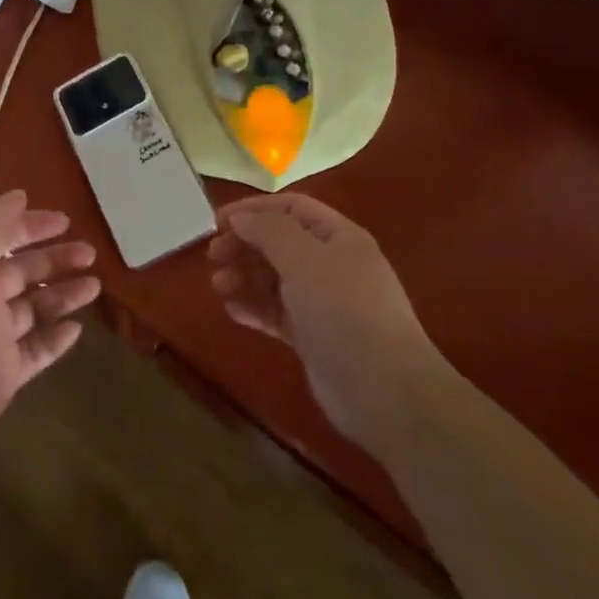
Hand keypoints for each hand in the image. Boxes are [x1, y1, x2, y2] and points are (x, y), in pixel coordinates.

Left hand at [0, 190, 99, 469]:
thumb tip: (18, 195)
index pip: (0, 237)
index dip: (30, 226)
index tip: (65, 220)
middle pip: (23, 272)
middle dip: (55, 258)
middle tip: (90, 253)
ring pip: (34, 310)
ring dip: (63, 295)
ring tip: (95, 286)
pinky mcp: (3, 375)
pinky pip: (36, 351)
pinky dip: (56, 339)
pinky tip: (77, 329)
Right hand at [209, 193, 445, 450]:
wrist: (384, 391)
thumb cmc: (344, 311)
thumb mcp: (304, 259)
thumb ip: (268, 231)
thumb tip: (240, 218)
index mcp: (338, 238)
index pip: (291, 208)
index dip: (253, 209)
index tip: (217, 222)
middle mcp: (331, 265)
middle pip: (279, 242)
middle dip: (244, 245)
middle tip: (214, 257)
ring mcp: (323, 302)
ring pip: (274, 278)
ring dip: (243, 277)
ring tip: (219, 286)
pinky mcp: (312, 336)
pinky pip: (275, 312)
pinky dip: (253, 308)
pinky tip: (233, 312)